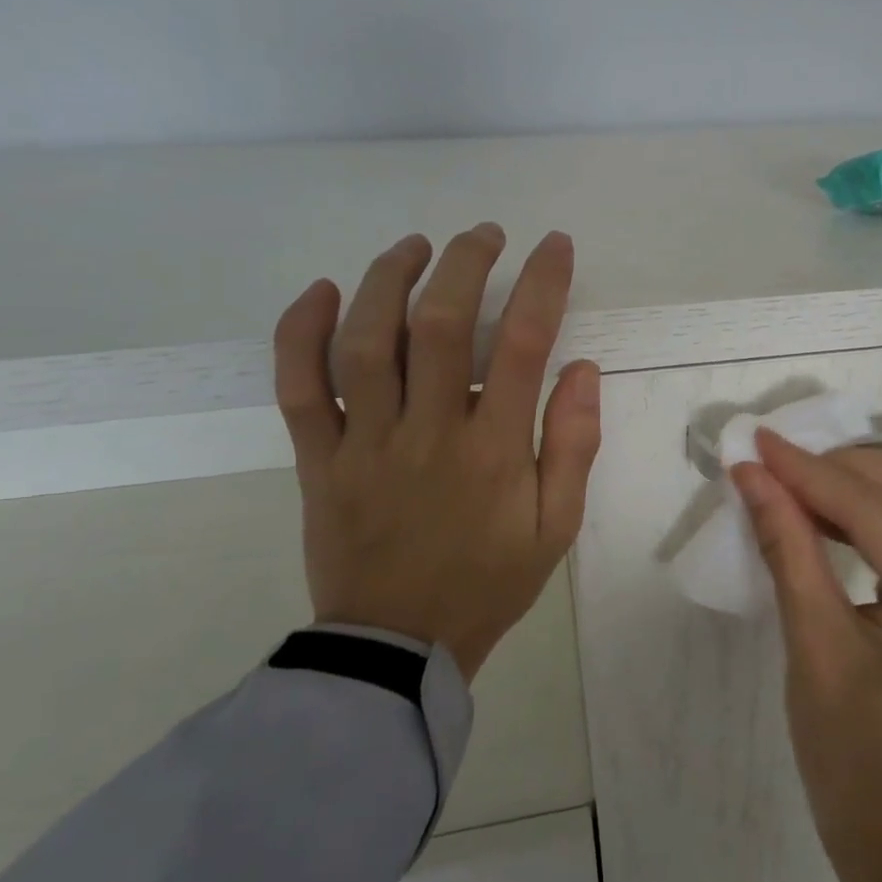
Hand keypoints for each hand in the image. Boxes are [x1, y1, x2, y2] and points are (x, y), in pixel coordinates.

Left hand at [272, 224, 601, 680]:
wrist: (397, 646)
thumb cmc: (487, 583)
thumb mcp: (555, 528)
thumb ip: (574, 446)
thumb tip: (583, 370)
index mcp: (493, 451)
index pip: (521, 345)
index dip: (541, 284)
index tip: (552, 246)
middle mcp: (428, 433)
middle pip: (438, 325)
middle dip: (465, 263)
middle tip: (484, 235)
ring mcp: (364, 444)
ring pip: (365, 342)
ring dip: (388, 278)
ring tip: (415, 246)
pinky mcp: (318, 459)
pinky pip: (298, 387)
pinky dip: (300, 332)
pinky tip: (322, 291)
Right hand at [731, 436, 881, 881]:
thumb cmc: (850, 755)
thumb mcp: (812, 644)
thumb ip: (787, 546)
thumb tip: (752, 476)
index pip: (877, 511)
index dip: (810, 472)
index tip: (757, 446)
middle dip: (849, 466)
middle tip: (784, 471)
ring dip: (862, 482)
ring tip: (797, 485)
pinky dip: (874, 512)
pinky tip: (828, 516)